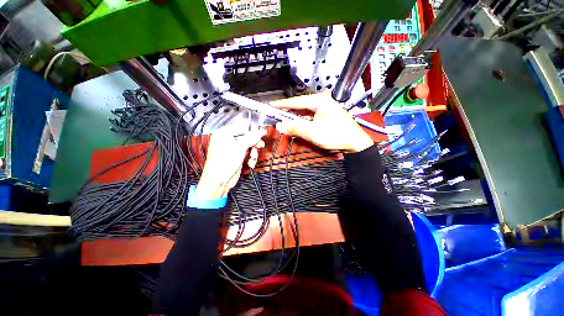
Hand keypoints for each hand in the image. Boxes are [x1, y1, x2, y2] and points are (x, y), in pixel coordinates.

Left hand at [196, 124, 265, 198]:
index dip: (252, 132)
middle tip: (259, 146)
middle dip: (253, 143)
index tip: (261, 135)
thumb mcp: (240, 148)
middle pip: (246, 137)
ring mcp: (232, 148)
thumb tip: (260, 131)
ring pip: (248, 145)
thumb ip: (251, 138)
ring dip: (253, 152)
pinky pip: (247, 152)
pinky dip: (250, 157)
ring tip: (252, 157)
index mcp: (224, 133)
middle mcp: (227, 139)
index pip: (242, 127)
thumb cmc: (223, 163)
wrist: (219, 181)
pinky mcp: (236, 156)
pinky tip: (250, 162)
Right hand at [271, 91, 373, 152]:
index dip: (283, 104)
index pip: (297, 101)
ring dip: (295, 116)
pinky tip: (297, 123)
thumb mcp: (312, 132)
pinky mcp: (327, 115)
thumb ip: (295, 128)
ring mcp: (326, 108)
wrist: (354, 143)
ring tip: (284, 119)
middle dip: (288, 111)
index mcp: (320, 100)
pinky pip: (311, 116)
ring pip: (306, 111)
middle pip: (301, 105)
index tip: (272, 105)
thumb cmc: (335, 135)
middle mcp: (323, 101)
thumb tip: (280, 126)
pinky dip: (303, 120)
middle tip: (276, 114)